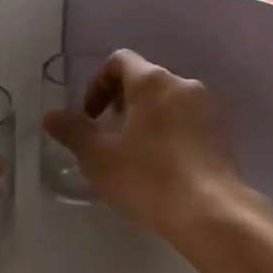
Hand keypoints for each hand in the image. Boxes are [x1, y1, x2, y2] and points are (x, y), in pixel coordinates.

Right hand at [42, 50, 259, 240]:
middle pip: (145, 80)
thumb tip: (51, 115)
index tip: (90, 117)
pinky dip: (168, 133)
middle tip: (107, 137)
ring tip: (132, 154)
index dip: (97, 84)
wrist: (210, 211)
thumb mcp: (98, 156)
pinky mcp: (221, 135)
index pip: (119, 61)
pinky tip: (160, 167)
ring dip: (145, 119)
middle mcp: (183, 84)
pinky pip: (187, 122)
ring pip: (167, 102)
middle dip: (120, 102)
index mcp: (153, 81)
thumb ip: (72, 131)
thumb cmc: (147, 176)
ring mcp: (208, 109)